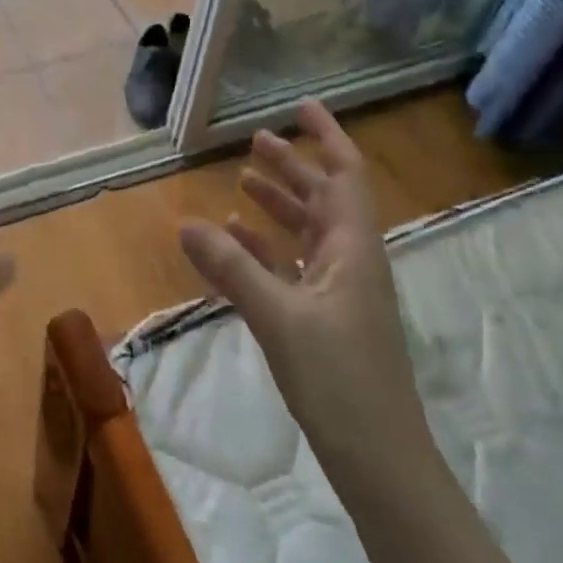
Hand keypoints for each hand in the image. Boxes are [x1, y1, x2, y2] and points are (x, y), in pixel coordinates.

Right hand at [177, 100, 430, 470]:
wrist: (377, 455)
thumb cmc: (338, 378)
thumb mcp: (278, 317)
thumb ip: (231, 268)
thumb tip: (185, 222)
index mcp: (352, 247)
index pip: (344, 174)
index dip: (326, 136)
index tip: (300, 106)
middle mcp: (350, 259)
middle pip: (322, 198)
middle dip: (292, 166)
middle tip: (256, 141)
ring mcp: (339, 290)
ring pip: (306, 232)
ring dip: (278, 205)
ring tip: (241, 181)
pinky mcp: (325, 318)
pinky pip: (293, 267)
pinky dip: (266, 249)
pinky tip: (237, 241)